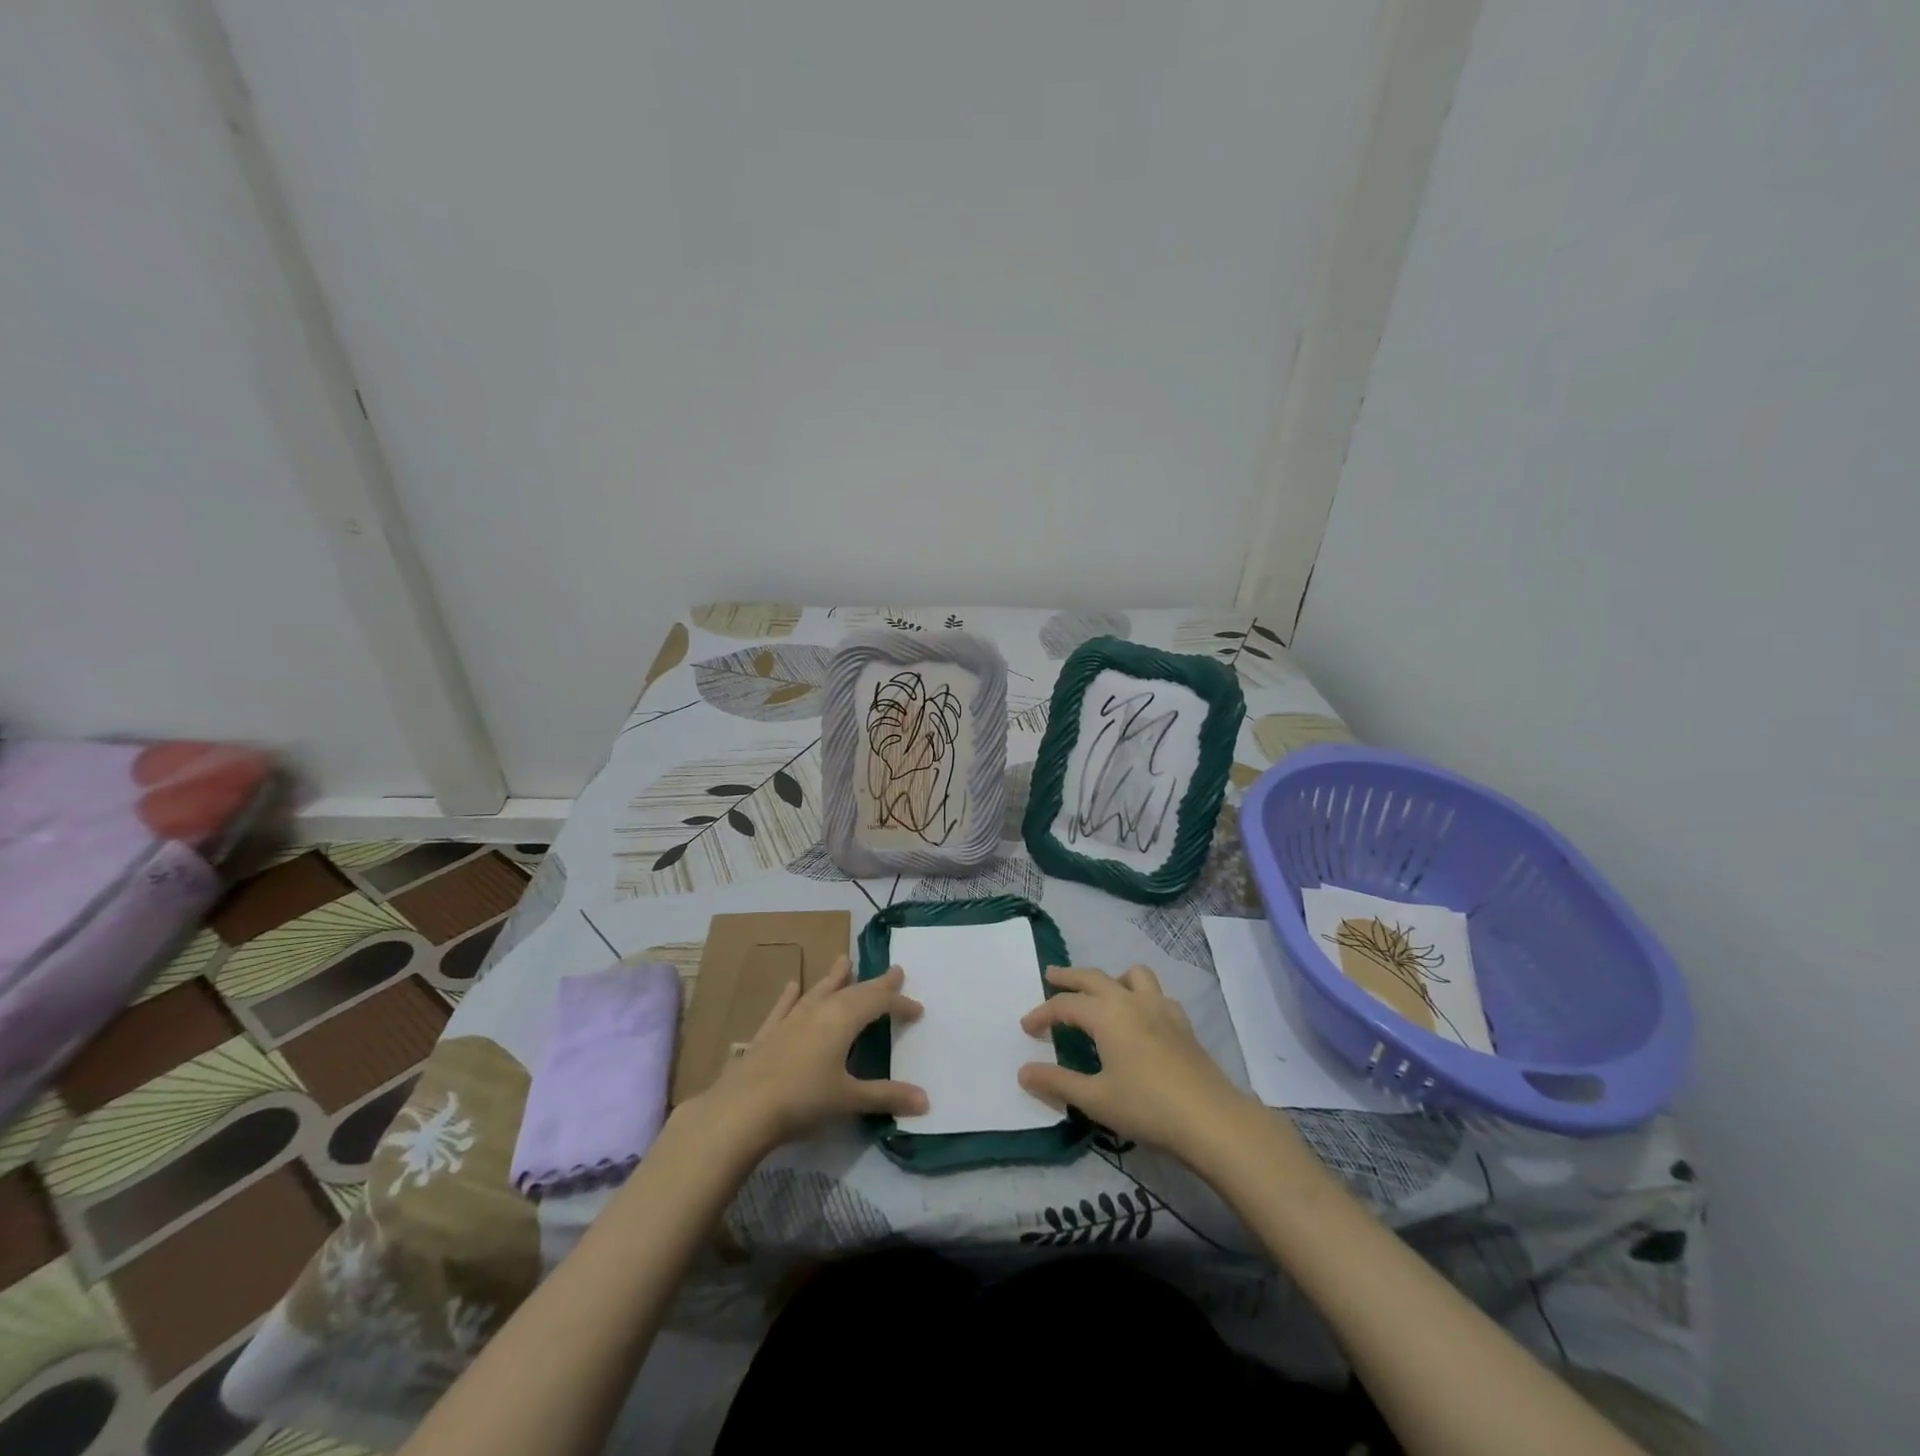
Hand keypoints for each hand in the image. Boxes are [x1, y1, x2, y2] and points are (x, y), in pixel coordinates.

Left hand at [691, 956, 926, 1154]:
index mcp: (843, 1019)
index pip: (879, 1003)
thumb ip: (886, 1096)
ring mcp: (791, 1019)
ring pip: (819, 992)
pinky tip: (792, 986)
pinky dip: (791, 997)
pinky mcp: (768, 1033)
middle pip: (853, 991)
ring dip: (834, 978)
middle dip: (876, 984)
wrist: (742, 1110)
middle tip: (894, 971)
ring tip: (844, 960)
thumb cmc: (803, 1100)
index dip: (900, 1004)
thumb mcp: (849, 1100)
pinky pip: (784, 1008)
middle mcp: (819, 1010)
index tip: (917, 1010)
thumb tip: (925, 1101)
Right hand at [1019, 965, 1249, 1160]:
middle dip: (1069, 976)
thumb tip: (1023, 1071)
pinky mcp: (1182, 1023)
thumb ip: (1057, 1082)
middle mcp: (1131, 1001)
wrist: (1211, 1118)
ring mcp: (1161, 1008)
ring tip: (1102, 993)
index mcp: (1106, 1014)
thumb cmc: (1146, 1106)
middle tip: (1051, 975)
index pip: (1065, 1005)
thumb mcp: (1095, 1099)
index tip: (1027, 1027)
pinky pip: (1156, 995)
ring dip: (1112, 978)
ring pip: (1132, 976)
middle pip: (1094, 977)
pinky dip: (1141, 996)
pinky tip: (1140, 1018)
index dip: (1042, 1014)